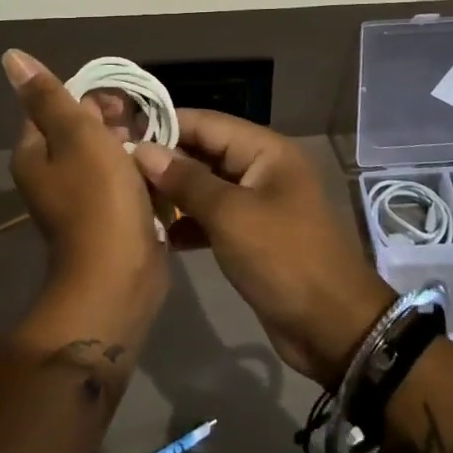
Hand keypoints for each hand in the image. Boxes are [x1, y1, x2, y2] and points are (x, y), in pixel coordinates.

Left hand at [2, 50, 166, 343]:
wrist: (119, 276)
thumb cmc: (98, 197)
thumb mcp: (75, 134)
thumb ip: (48, 96)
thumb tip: (11, 57)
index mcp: (33, 153)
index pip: (55, 105)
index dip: (88, 98)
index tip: (118, 107)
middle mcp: (49, 174)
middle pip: (81, 128)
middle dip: (112, 123)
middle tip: (137, 131)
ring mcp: (77, 197)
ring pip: (105, 154)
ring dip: (129, 147)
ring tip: (152, 151)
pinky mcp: (104, 216)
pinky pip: (119, 180)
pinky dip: (136, 173)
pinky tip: (155, 174)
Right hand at [133, 111, 394, 387]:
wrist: (334, 329)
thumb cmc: (284, 259)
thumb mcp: (231, 216)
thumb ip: (186, 180)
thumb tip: (143, 150)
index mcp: (266, 150)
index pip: (206, 123)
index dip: (165, 124)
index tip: (121, 131)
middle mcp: (262, 168)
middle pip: (205, 151)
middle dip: (165, 159)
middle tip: (118, 166)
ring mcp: (258, 202)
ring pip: (207, 185)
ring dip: (174, 192)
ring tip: (130, 198)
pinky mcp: (253, 235)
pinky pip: (214, 216)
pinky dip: (189, 221)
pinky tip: (159, 232)